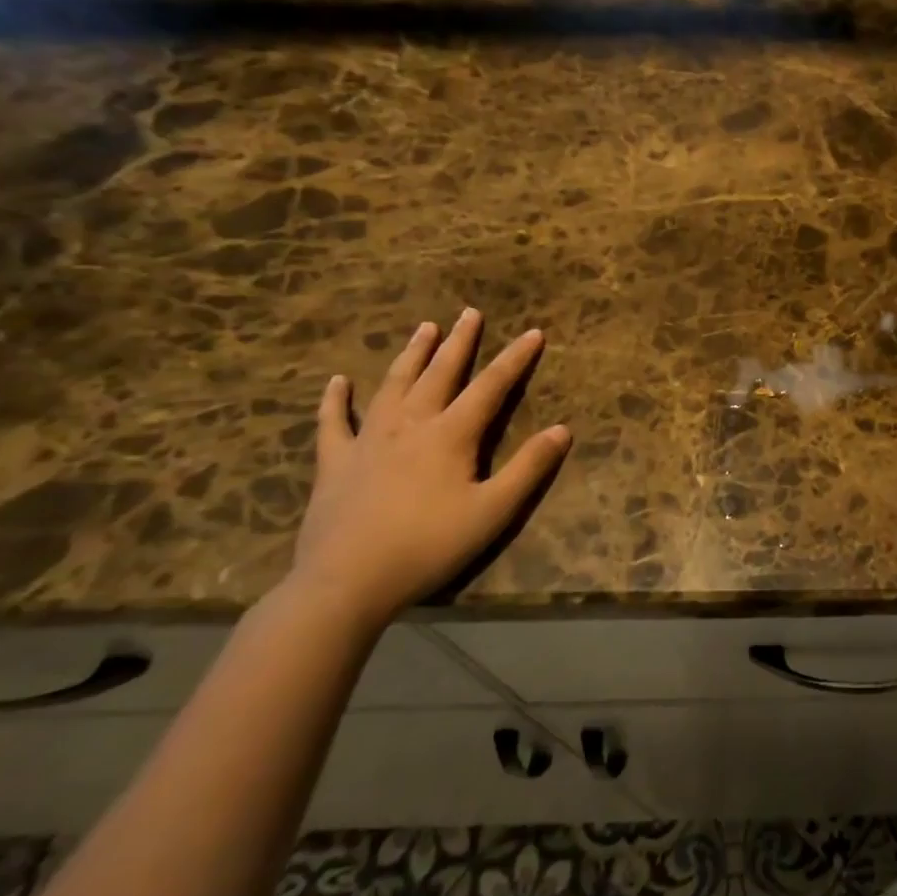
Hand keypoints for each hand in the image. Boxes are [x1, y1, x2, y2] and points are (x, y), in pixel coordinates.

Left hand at [287, 309, 571, 634]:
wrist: (346, 582)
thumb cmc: (429, 546)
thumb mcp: (493, 511)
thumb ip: (528, 468)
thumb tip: (563, 430)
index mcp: (451, 435)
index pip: (491, 387)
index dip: (515, 359)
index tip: (534, 333)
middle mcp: (411, 424)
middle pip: (440, 373)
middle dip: (459, 342)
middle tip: (469, 313)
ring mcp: (368, 440)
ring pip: (393, 385)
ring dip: (411, 355)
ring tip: (424, 328)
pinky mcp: (335, 462)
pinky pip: (333, 422)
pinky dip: (335, 400)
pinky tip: (337, 382)